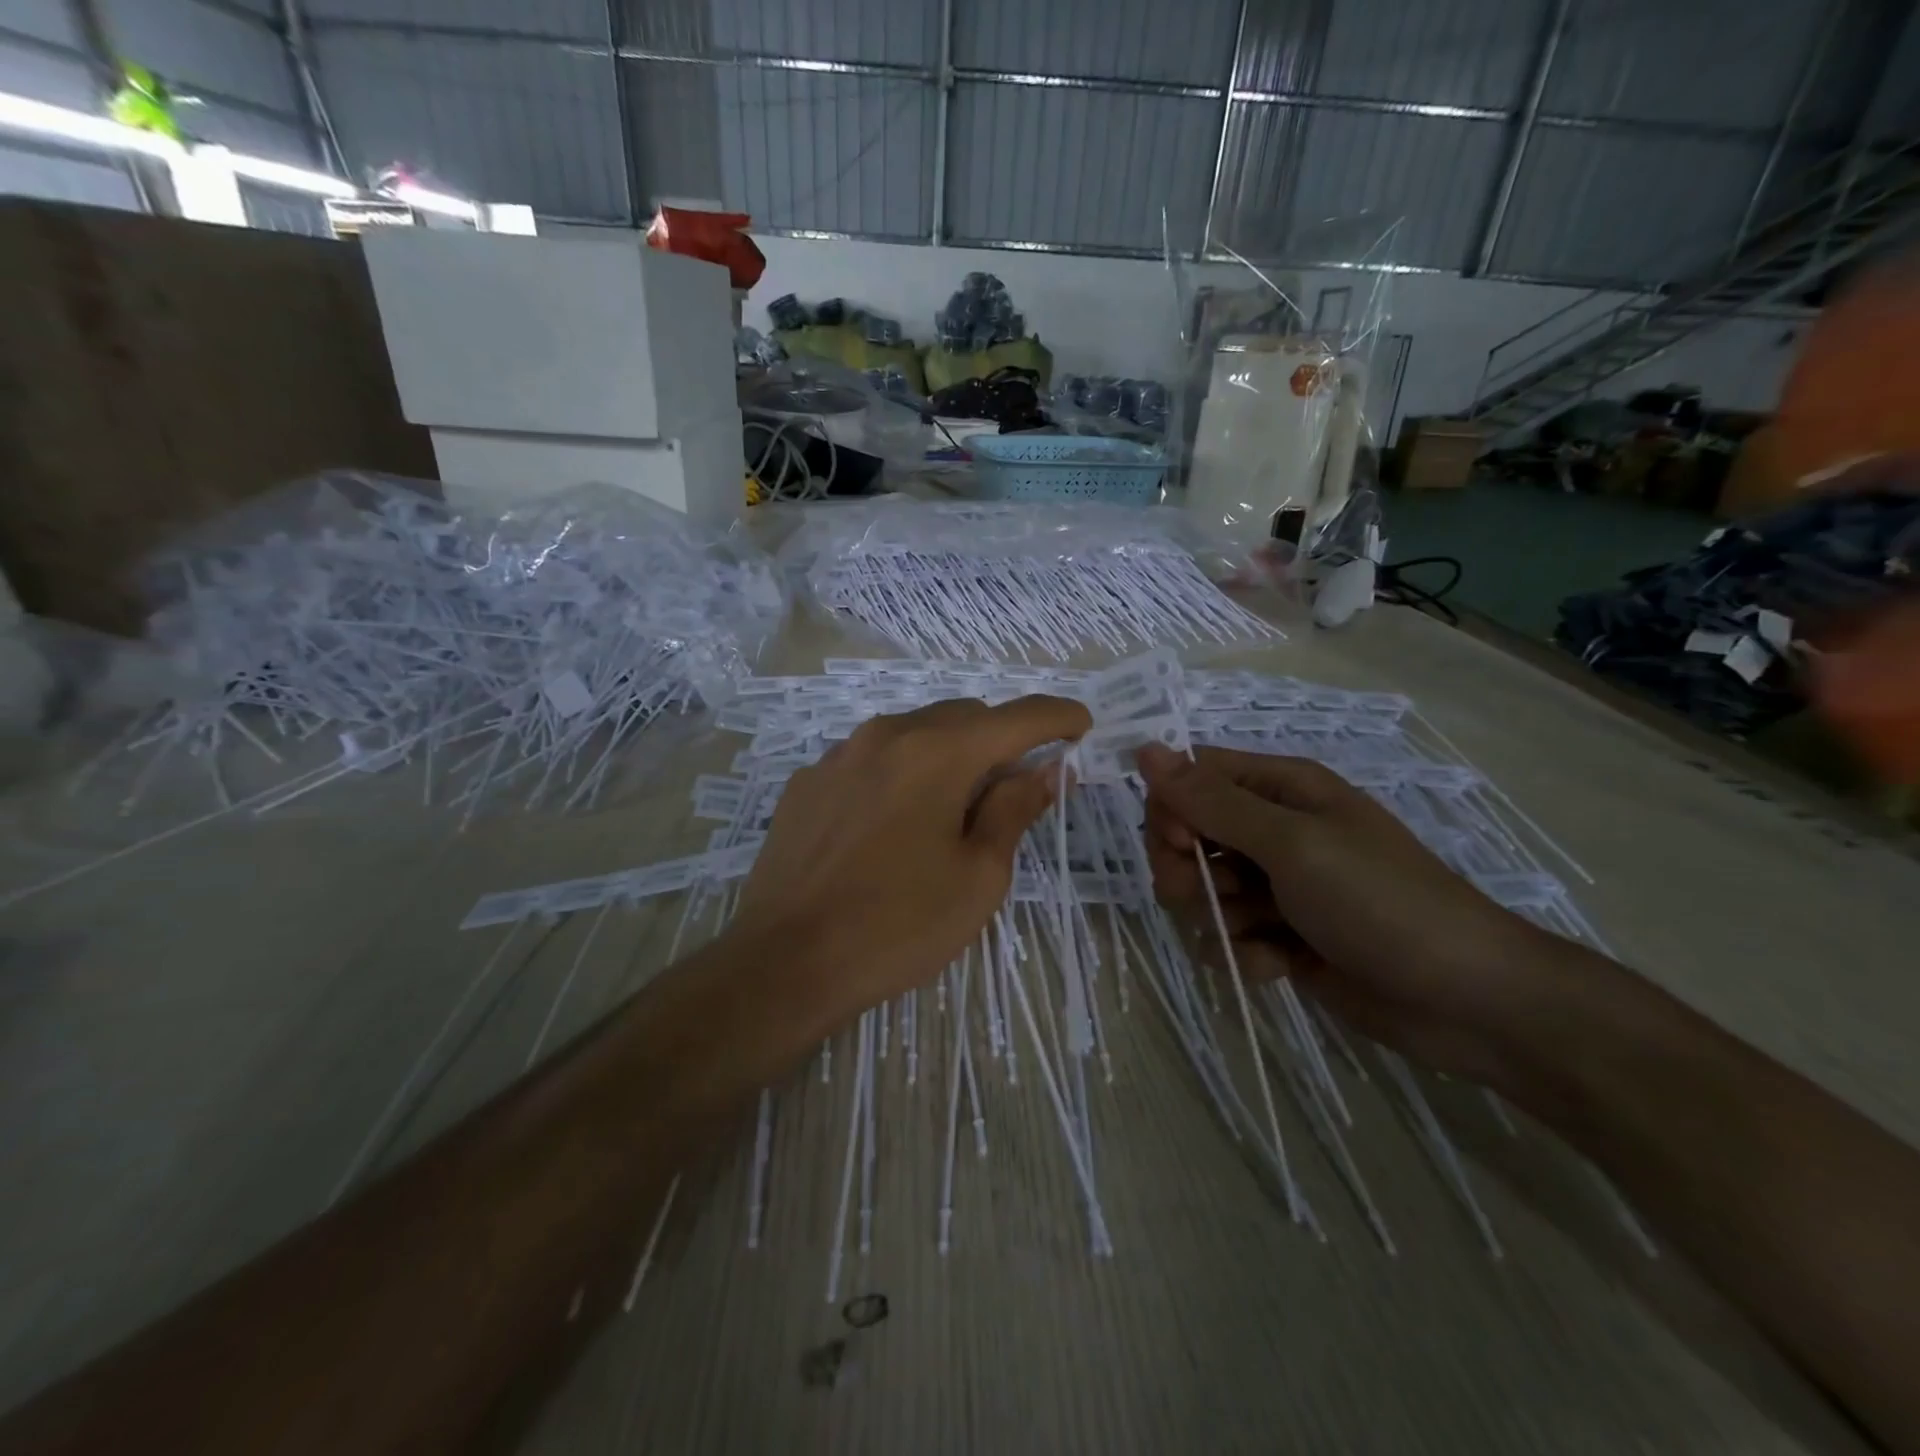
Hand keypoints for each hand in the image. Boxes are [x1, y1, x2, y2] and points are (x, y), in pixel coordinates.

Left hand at [734, 695, 1091, 1023]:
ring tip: (950, 812)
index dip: (1058, 717)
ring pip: (914, 733)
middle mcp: (887, 734)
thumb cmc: (897, 925)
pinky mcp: (808, 781)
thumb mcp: (978, 876)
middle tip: (1014, 789)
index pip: (1017, 716)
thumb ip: (1015, 809)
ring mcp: (839, 754)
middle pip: (963, 717)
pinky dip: (900, 774)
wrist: (784, 962)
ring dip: (948, 756)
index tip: (1081, 727)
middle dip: (1000, 741)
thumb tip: (1047, 769)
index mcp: (938, 752)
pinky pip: (871, 760)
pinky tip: (891, 826)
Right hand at [1136, 744, 1556, 1084]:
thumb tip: (1145, 750)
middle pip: (1188, 835)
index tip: (1179, 845)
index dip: (1171, 809)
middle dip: (1185, 870)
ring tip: (1258, 934)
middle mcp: (1274, 830)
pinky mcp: (1282, 936)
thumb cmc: (1379, 902)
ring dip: (1216, 916)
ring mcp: (1278, 886)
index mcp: (1281, 789)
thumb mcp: (1292, 843)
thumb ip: (1213, 802)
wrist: (1466, 1002)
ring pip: (1202, 889)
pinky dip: (1244, 952)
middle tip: (1208, 897)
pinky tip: (1276, 966)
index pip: (1191, 778)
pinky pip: (1229, 935)